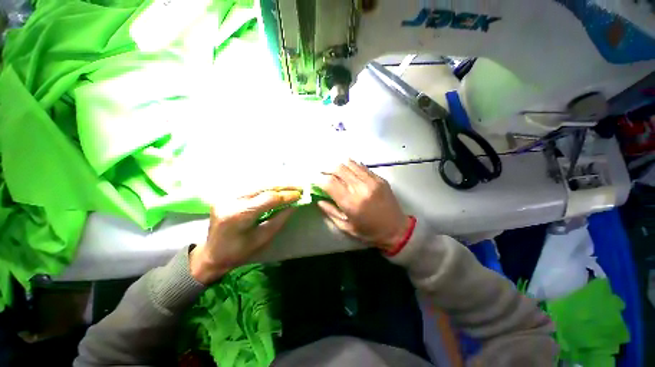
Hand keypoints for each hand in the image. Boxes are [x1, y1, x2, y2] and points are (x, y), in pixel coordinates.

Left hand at [190, 187, 301, 283]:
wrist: (212, 254)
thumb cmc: (239, 252)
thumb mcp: (263, 238)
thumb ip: (279, 218)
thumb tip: (294, 204)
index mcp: (238, 215)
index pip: (268, 198)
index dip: (286, 195)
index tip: (300, 194)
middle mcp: (230, 200)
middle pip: (263, 187)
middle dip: (283, 186)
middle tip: (298, 187)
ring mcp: (226, 196)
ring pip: (258, 185)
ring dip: (276, 185)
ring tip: (291, 187)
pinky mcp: (227, 195)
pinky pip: (251, 187)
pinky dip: (266, 187)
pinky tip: (276, 189)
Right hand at [318, 159, 410, 251]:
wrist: (396, 229)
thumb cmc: (369, 232)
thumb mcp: (346, 226)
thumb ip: (331, 211)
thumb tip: (319, 199)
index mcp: (351, 203)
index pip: (330, 183)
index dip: (320, 180)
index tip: (316, 181)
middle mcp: (361, 189)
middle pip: (339, 169)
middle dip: (328, 170)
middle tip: (324, 174)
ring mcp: (372, 182)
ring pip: (350, 164)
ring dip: (340, 166)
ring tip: (336, 171)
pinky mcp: (380, 179)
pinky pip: (362, 167)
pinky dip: (353, 167)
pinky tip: (350, 171)